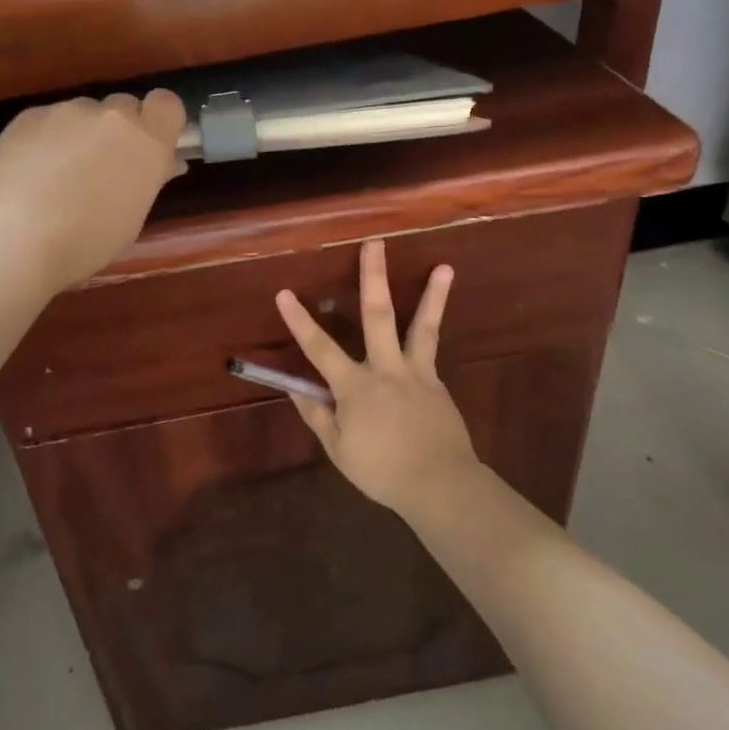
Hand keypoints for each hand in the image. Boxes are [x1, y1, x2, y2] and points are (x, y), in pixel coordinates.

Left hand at [0, 90, 187, 290]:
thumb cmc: (86, 241)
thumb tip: (163, 164)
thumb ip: (147, 180)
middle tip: (102, 166)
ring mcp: (68, 111)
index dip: (157, 121)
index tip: (148, 145)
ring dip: (80, 134)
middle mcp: (112, 117)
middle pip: (123, 106)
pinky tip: (29, 172)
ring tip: (57, 174)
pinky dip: (45, 139)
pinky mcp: (30, 115)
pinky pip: (48, 120)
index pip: (166, 104)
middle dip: (117, 130)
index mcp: (147, 143)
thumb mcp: (131, 218)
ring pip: (83, 114)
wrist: (15, 235)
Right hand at [275, 239, 481, 513]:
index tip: (284, 292)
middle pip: (377, 316)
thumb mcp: (339, 449)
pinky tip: (432, 324)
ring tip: (444, 267)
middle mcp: (386, 369)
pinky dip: (431, 335)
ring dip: (433, 295)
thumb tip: (297, 389)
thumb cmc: (382, 470)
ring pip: (422, 326)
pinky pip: (431, 352)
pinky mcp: (437, 382)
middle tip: (375, 244)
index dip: (299, 320)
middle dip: (373, 278)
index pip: (319, 348)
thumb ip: (318, 416)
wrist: (441, 485)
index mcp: (355, 386)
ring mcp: (417, 373)